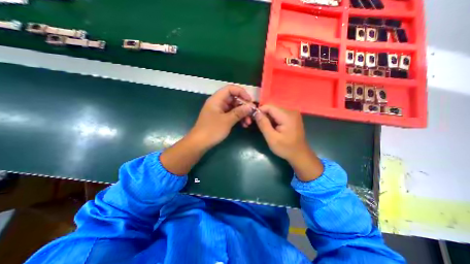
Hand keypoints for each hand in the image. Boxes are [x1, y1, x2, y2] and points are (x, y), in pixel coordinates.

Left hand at [188, 85, 256, 148]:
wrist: (199, 143)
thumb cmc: (212, 130)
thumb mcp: (227, 121)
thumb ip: (239, 112)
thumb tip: (251, 106)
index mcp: (216, 99)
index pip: (230, 89)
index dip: (241, 92)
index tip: (250, 101)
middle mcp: (218, 103)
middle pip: (233, 99)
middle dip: (243, 106)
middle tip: (251, 114)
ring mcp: (219, 110)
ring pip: (233, 107)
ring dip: (242, 113)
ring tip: (248, 122)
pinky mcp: (220, 118)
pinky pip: (231, 114)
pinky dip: (238, 118)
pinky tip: (244, 125)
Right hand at [254, 105, 322, 180]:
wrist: (300, 154)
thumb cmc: (286, 148)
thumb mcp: (272, 138)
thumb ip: (263, 124)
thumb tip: (256, 113)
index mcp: (287, 115)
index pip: (269, 106)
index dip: (259, 111)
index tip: (253, 119)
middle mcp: (291, 111)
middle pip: (272, 108)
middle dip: (263, 115)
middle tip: (258, 125)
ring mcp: (293, 114)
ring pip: (275, 111)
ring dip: (268, 118)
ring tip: (265, 128)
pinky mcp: (292, 117)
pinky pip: (279, 115)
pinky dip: (273, 120)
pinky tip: (272, 127)